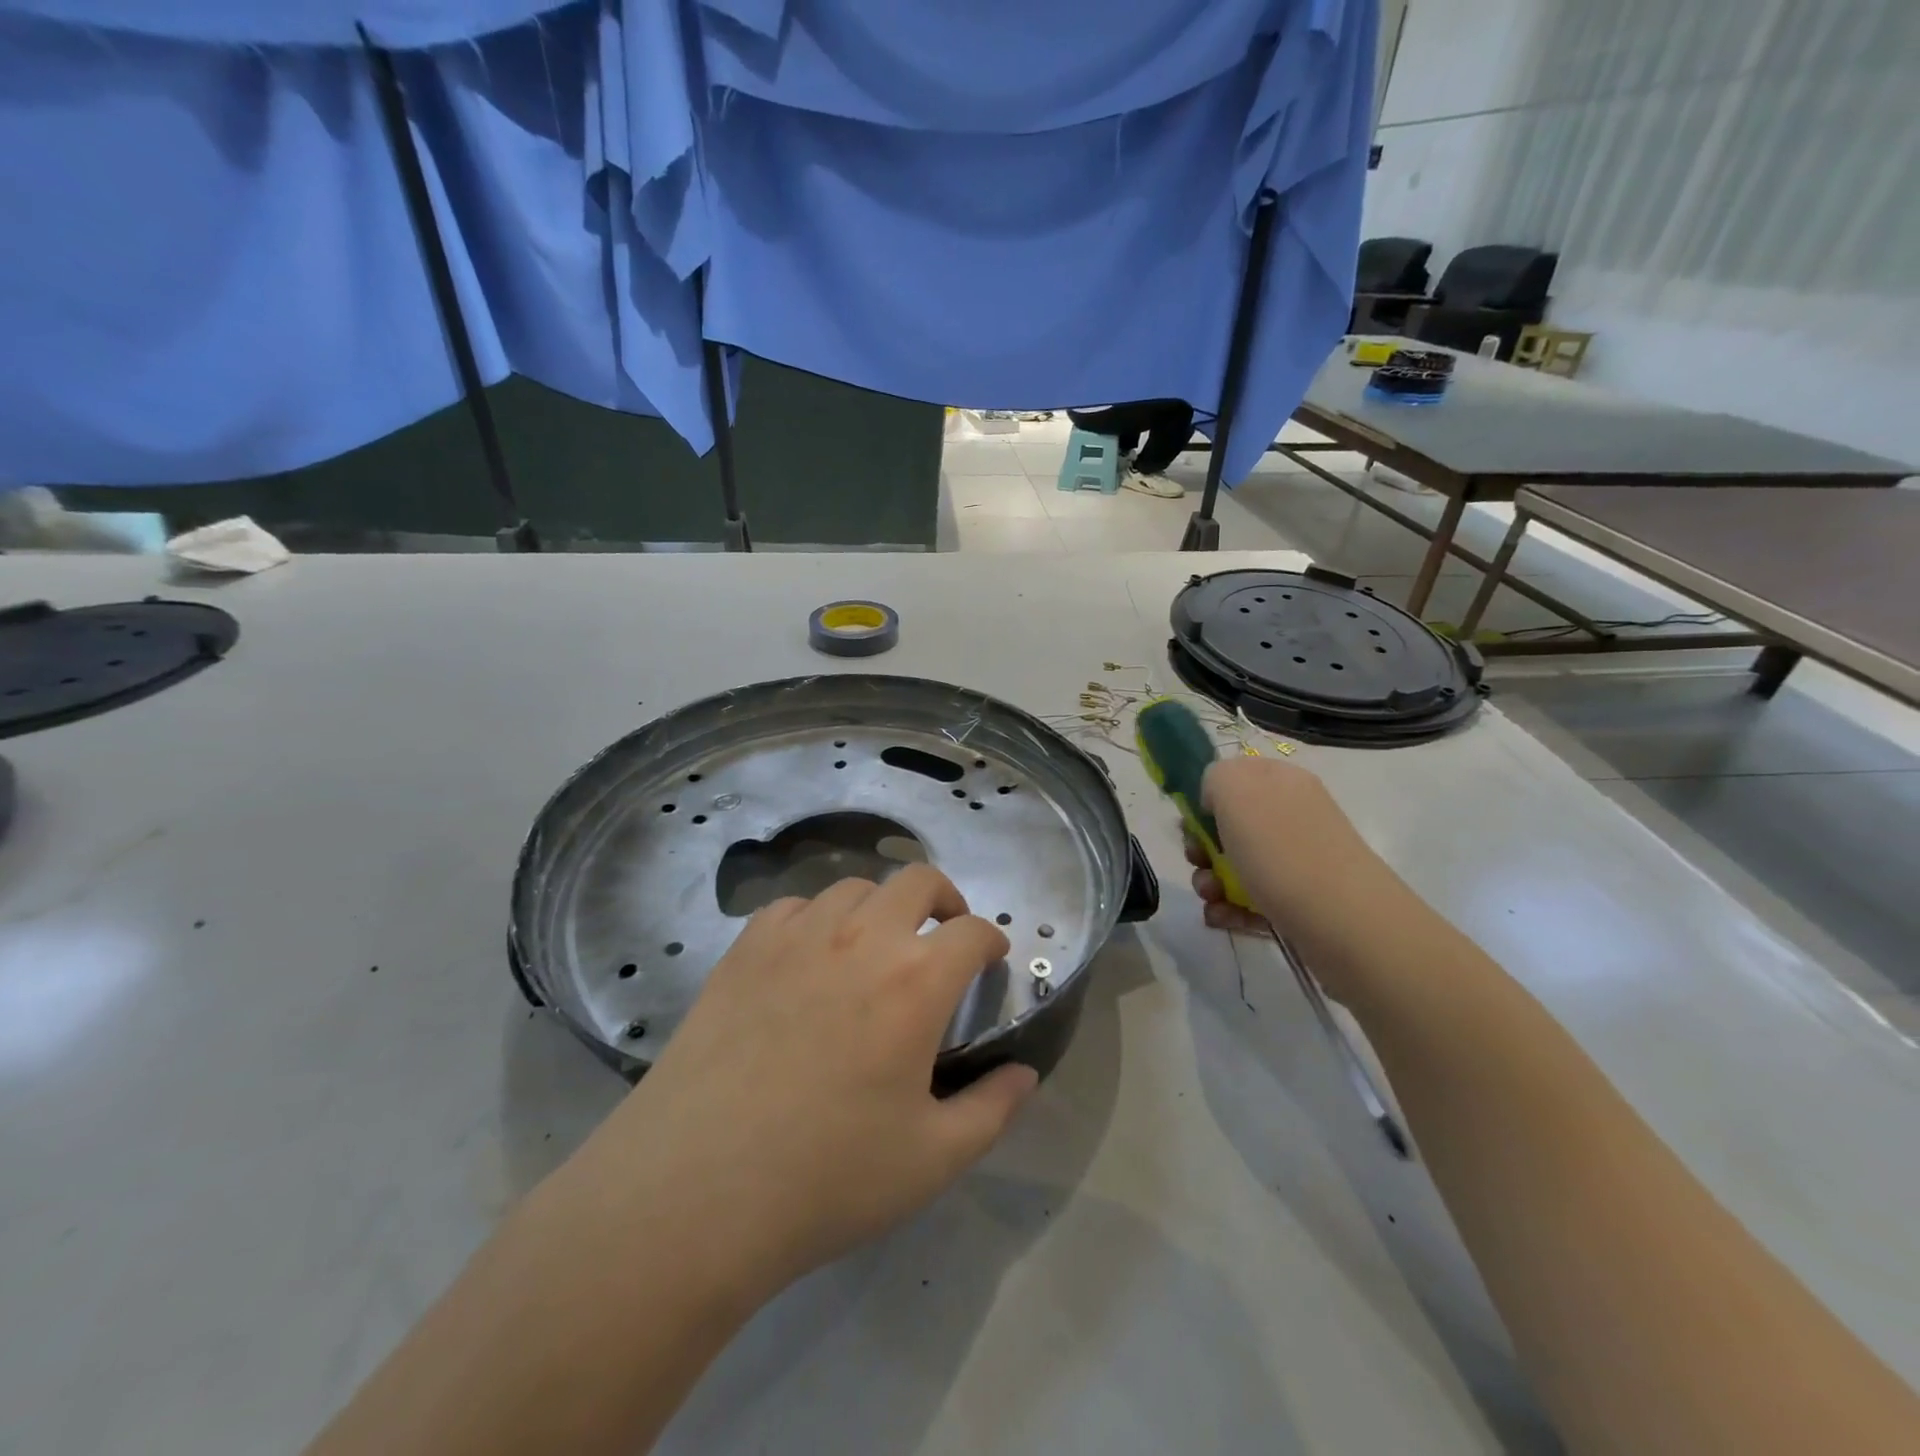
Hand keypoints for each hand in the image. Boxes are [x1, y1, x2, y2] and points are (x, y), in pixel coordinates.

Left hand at [564, 865, 1036, 1305]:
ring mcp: (798, 936)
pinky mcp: (746, 948)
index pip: (973, 932)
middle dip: (943, 899)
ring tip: (873, 947)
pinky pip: (793, 908)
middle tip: (942, 934)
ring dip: (878, 908)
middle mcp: (862, 938)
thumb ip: (992, 1109)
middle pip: (917, 880)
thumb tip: (1026, 1074)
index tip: (991, 960)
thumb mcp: (932, 1159)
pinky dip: (815, 920)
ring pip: (853, 888)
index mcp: (916, 981)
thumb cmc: (827, 1178)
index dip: (992, 941)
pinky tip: (808, 958)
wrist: (694, 1190)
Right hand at [1187, 758, 1398, 1004]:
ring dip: (1211, 881)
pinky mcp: (1298, 900)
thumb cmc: (1282, 850)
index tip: (1191, 825)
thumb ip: (1214, 777)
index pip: (1231, 778)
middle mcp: (1290, 815)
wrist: (1345, 923)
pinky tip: (1224, 919)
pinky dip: (1231, 909)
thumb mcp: (1235, 788)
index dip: (1204, 800)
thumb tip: (1215, 802)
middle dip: (1202, 847)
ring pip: (1235, 865)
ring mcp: (1297, 859)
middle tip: (1198, 863)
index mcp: (1279, 781)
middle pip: (1228, 825)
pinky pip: (1251, 898)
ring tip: (1212, 899)